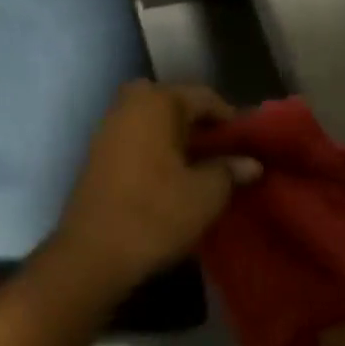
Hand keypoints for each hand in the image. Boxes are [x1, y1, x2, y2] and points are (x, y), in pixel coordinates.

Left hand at [47, 81, 261, 294]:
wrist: (94, 249)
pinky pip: (135, 135)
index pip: (203, 96)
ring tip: (203, 164)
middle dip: (198, 122)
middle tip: (223, 149)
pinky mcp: (98, 150)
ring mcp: (108, 125)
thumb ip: (229, 170)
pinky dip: (155, 146)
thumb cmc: (155, 213)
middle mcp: (128, 104)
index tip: (250, 142)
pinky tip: (172, 173)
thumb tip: (250, 162)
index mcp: (156, 102)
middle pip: (173, 102)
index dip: (230, 118)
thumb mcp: (205, 194)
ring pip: (151, 118)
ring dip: (175, 134)